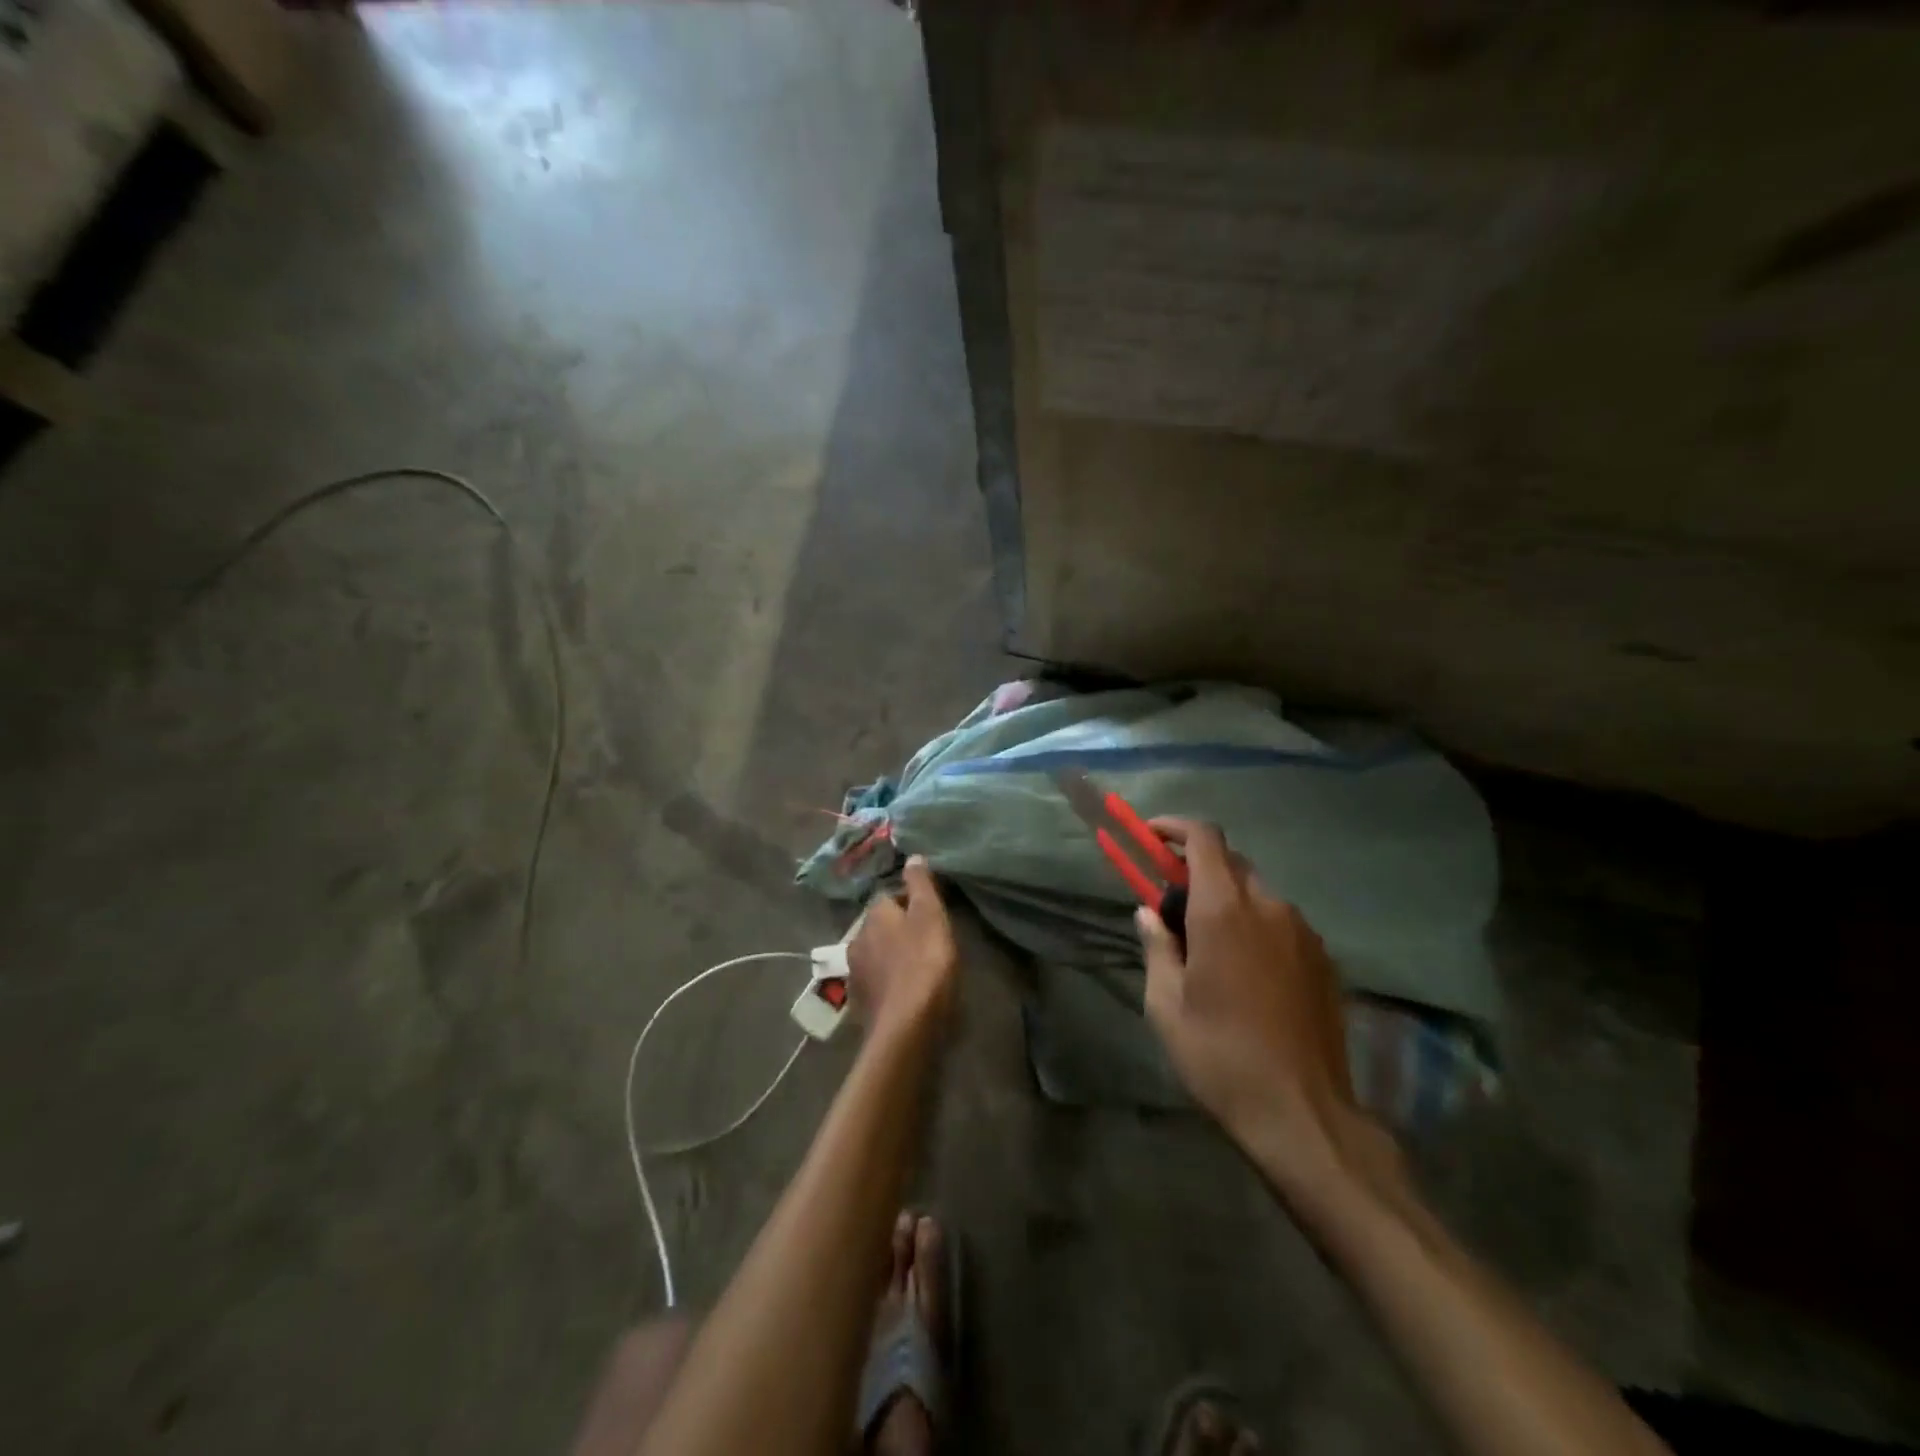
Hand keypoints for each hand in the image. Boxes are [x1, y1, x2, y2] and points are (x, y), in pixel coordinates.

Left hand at [847, 856, 957, 1040]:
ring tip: (917, 967)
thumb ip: (920, 884)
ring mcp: (855, 972)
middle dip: (898, 929)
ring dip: (892, 956)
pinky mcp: (859, 1002)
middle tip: (927, 940)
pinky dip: (888, 982)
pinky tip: (904, 992)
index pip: (889, 897)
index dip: (910, 902)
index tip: (931, 914)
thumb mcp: (930, 916)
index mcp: (874, 915)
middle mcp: (857, 939)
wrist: (906, 1027)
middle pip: (880, 926)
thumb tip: (912, 856)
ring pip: (876, 953)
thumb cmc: (924, 963)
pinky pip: (876, 982)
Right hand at [1138, 820, 1357, 1174]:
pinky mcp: (1325, 959)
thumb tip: (1148, 913)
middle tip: (1173, 905)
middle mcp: (1268, 907)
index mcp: (1224, 911)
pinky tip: (1247, 973)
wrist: (1304, 1115)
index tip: (1152, 839)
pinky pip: (1282, 923)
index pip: (1204, 838)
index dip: (1175, 828)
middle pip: (1232, 862)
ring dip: (1229, 900)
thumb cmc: (1220, 1057)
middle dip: (1198, 869)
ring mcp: (1304, 932)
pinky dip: (1256, 926)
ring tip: (1209, 948)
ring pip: (1258, 893)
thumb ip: (1156, 947)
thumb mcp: (1166, 1006)